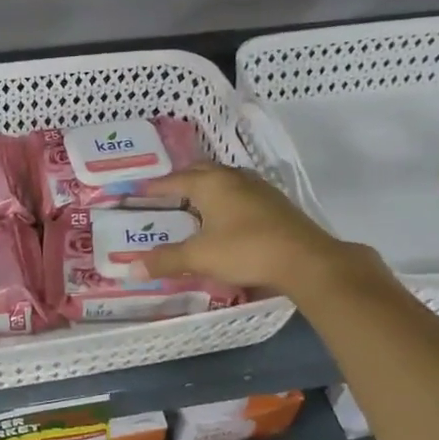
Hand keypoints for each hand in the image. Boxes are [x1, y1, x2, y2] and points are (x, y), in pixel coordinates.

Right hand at [132, 165, 376, 299]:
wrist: (305, 260)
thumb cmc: (246, 250)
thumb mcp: (200, 257)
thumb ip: (166, 260)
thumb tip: (132, 268)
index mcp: (211, 183)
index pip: (174, 179)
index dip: (154, 187)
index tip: (137, 190)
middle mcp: (233, 178)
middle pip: (200, 171)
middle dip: (181, 180)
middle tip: (164, 194)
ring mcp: (258, 188)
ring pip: (223, 180)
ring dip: (206, 188)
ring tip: (192, 205)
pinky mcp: (275, 203)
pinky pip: (240, 193)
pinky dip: (224, 200)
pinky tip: (224, 218)